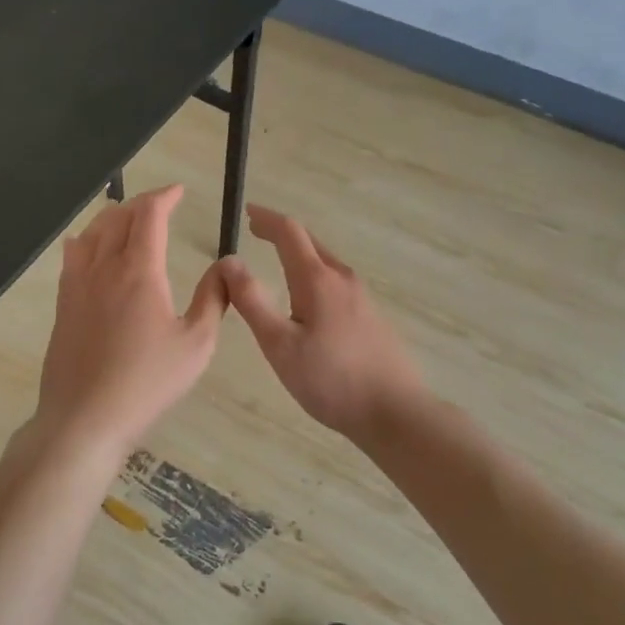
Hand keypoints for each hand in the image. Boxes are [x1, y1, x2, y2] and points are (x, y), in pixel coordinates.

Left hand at [27, 184, 227, 466]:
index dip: (164, 196)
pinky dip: (85, 239)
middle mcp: (104, 267)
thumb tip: (224, 268)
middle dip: (141, 203)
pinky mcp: (63, 304)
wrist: (85, 417)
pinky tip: (87, 246)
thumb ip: (212, 300)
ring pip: (91, 232)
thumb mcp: (196, 344)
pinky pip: (71, 256)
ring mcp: (77, 284)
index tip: (179, 191)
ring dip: (112, 217)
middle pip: (118, 217)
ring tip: (128, 218)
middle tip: (160, 206)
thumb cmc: (147, 383)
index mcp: (140, 271)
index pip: (149, 215)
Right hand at [219, 205, 426, 442]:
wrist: (396, 412)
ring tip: (277, 261)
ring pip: (325, 263)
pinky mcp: (371, 317)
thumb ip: (252, 301)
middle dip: (281, 233)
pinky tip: (308, 299)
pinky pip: (336, 283)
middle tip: (256, 232)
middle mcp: (343, 279)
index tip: (247, 212)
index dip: (266, 219)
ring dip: (299, 254)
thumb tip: (229, 261)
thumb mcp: (279, 344)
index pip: (289, 232)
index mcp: (318, 280)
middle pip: (310, 243)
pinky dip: (314, 274)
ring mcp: (362, 297)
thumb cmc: (331, 380)